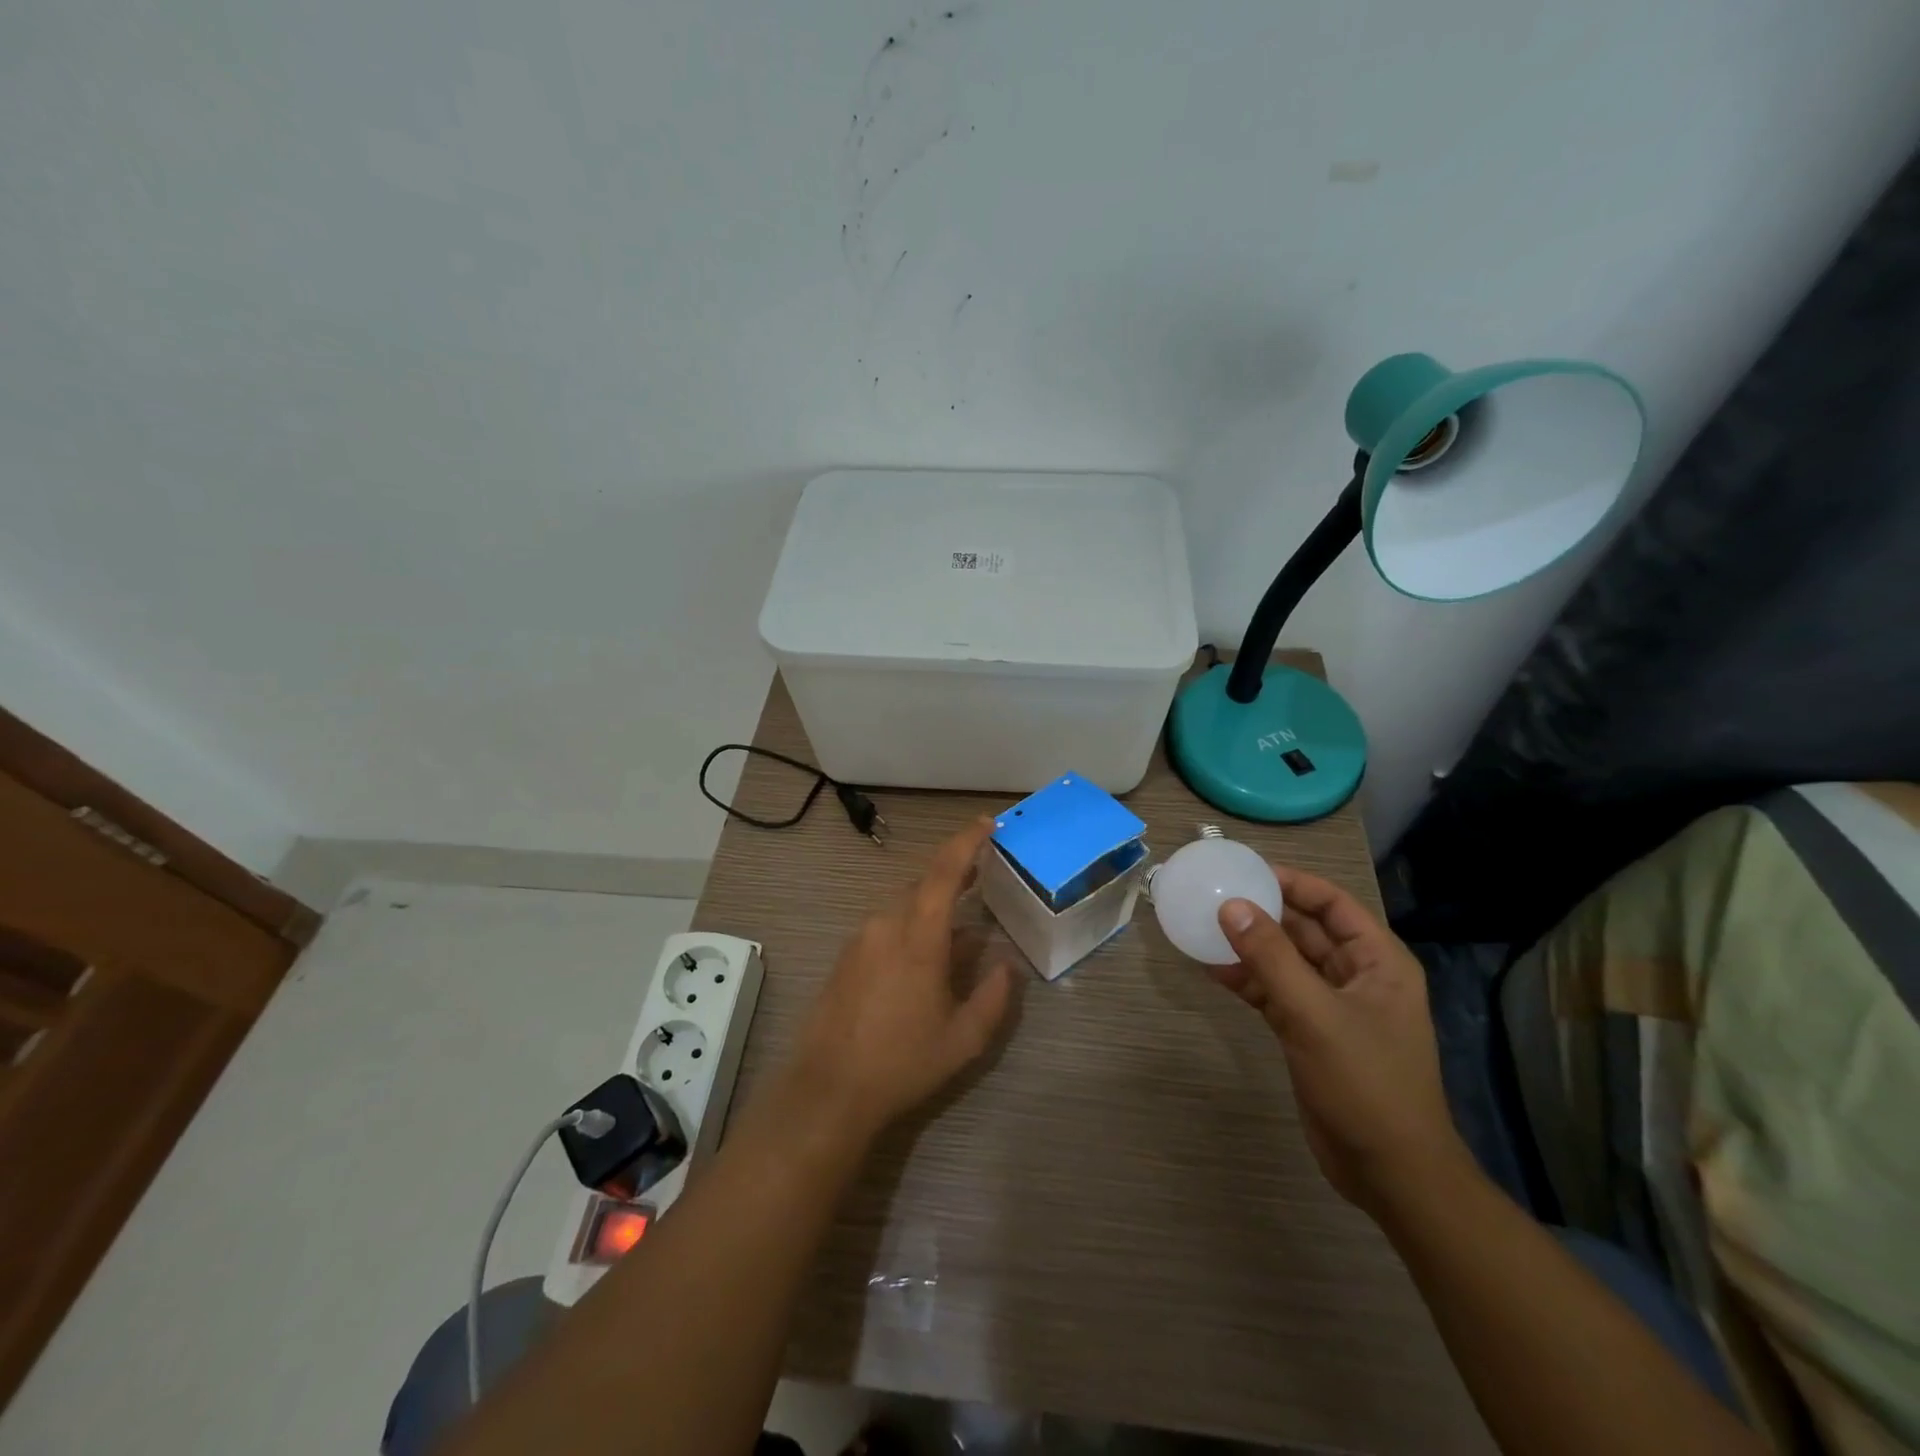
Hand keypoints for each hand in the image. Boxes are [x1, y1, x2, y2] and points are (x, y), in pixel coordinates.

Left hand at [787, 816, 1016, 1138]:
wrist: (827, 1089)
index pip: (944, 872)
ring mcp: (860, 939)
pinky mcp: (845, 956)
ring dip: (931, 907)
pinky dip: (910, 926)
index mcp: (918, 936)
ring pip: (903, 906)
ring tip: (957, 931)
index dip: (966, 842)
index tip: (986, 823)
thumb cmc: (902, 1063)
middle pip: (923, 885)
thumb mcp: (964, 1039)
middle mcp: (885, 925)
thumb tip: (1007, 964)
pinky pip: (885, 925)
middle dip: (953, 875)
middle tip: (981, 876)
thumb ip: (994, 996)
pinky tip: (922, 960)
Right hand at [1211, 867, 1470, 1217]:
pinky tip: (1213, 970)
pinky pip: (1276, 992)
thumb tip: (1230, 906)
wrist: (1389, 1172)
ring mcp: (1333, 1006)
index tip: (1245, 871)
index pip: (1332, 903)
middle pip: (1306, 929)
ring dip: (1251, 947)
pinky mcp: (1311, 1033)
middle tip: (1215, 896)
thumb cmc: (1365, 1083)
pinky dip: (1248, 981)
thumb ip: (1270, 957)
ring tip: (1205, 928)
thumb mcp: (1314, 1014)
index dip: (1292, 883)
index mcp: (1378, 961)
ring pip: (1286, 961)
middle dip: (1264, 913)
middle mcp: (1357, 976)